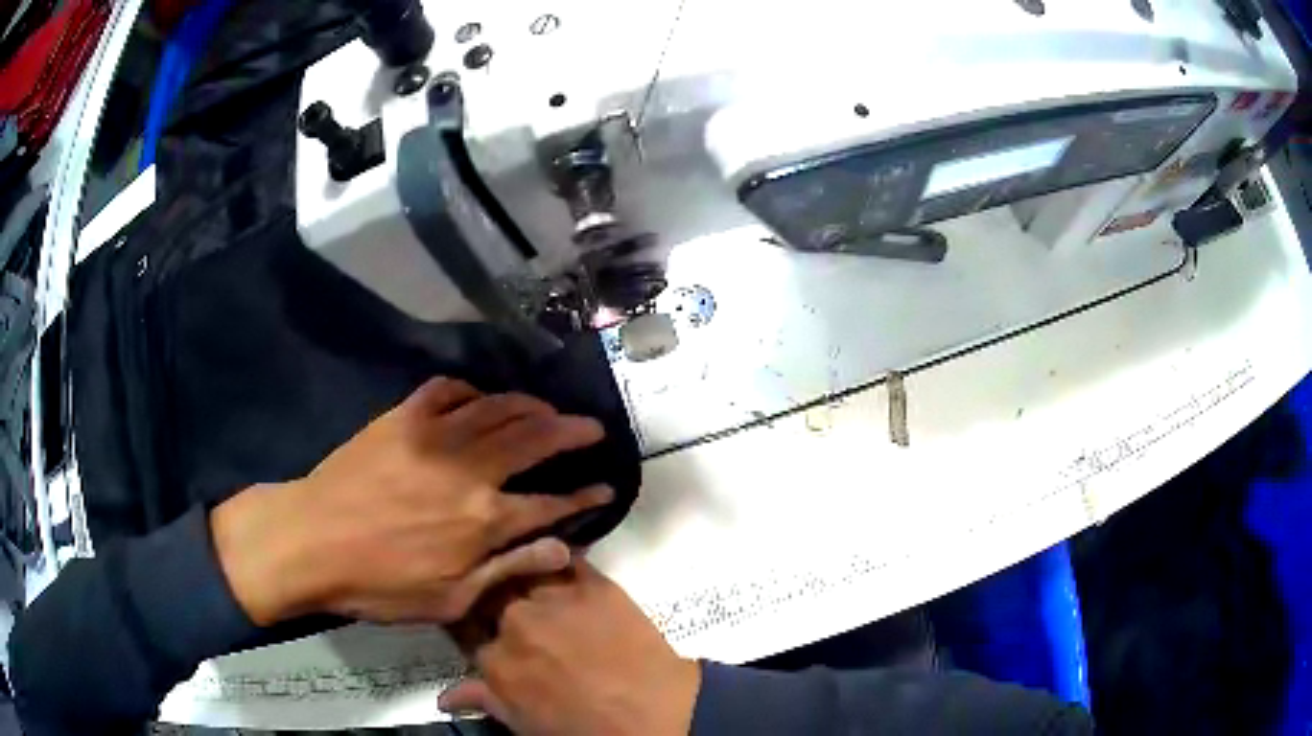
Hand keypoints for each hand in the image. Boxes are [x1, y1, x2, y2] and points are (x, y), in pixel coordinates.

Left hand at [210, 378, 613, 625]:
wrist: (310, 542)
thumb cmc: (380, 584)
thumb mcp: (449, 599)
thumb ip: (508, 569)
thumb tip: (562, 548)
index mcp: (483, 521)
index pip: (550, 503)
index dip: (583, 495)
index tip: (605, 485)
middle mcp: (469, 470)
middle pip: (534, 440)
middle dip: (571, 431)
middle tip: (591, 426)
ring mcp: (434, 437)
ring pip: (497, 408)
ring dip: (530, 406)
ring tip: (547, 408)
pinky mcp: (402, 419)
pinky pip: (446, 392)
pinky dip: (471, 391)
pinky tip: (478, 398)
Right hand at [442, 561, 700, 735]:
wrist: (653, 712)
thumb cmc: (585, 725)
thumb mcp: (525, 722)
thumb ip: (483, 700)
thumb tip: (444, 697)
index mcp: (494, 657)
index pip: (465, 628)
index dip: (473, 624)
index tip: (480, 623)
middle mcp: (514, 621)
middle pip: (491, 592)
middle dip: (495, 597)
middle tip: (512, 605)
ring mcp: (554, 598)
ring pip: (523, 569)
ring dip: (523, 572)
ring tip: (534, 579)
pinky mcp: (593, 583)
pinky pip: (567, 558)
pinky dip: (560, 558)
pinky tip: (559, 558)